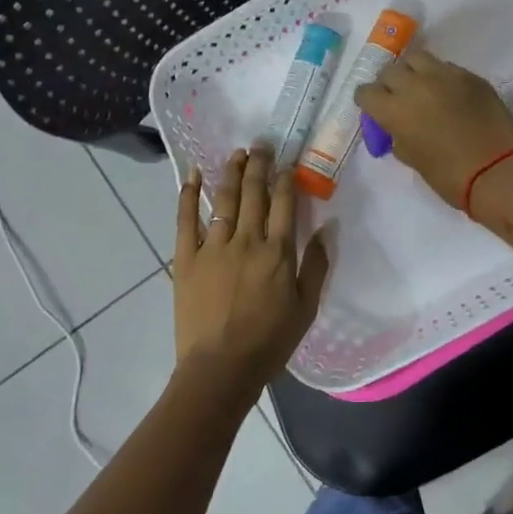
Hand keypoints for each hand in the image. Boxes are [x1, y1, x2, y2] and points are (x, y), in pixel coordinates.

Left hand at [174, 146, 329, 398]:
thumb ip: (316, 266)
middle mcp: (246, 240)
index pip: (283, 203)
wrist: (220, 369)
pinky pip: (185, 219)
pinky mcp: (185, 258)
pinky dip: (188, 194)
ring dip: (231, 172)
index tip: (286, 162)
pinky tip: (192, 174)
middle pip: (253, 193)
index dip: (285, 178)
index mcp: (277, 252)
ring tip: (236, 153)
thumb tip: (326, 228)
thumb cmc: (269, 342)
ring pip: (223, 200)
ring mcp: (213, 247)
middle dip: (258, 164)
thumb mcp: (306, 308)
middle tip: (261, 144)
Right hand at [354, 49, 512, 211]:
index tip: (374, 109)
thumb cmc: (450, 177)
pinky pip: (446, 67)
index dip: (367, 101)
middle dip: (388, 84)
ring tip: (420, 87)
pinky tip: (448, 93)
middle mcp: (415, 85)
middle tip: (397, 99)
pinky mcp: (470, 76)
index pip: (366, 92)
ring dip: (412, 72)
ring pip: (417, 59)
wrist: (499, 172)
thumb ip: (398, 136)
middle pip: (390, 71)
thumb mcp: (412, 159)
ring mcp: (445, 76)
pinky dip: (440, 77)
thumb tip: (398, 127)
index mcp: (394, 110)